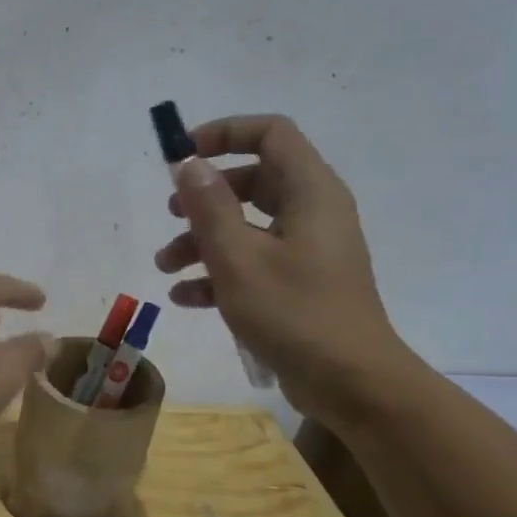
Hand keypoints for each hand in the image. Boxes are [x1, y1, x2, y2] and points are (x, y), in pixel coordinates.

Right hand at [153, 114, 418, 427]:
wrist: (351, 383)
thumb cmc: (294, 313)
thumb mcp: (239, 258)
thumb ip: (210, 207)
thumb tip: (190, 164)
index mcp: (310, 192)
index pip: (270, 134)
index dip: (225, 133)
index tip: (183, 155)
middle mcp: (313, 212)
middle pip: (254, 180)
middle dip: (205, 195)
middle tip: (170, 213)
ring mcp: (308, 250)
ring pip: (248, 225)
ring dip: (203, 239)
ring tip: (165, 265)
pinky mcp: (301, 284)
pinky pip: (255, 262)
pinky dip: (220, 272)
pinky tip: (185, 297)